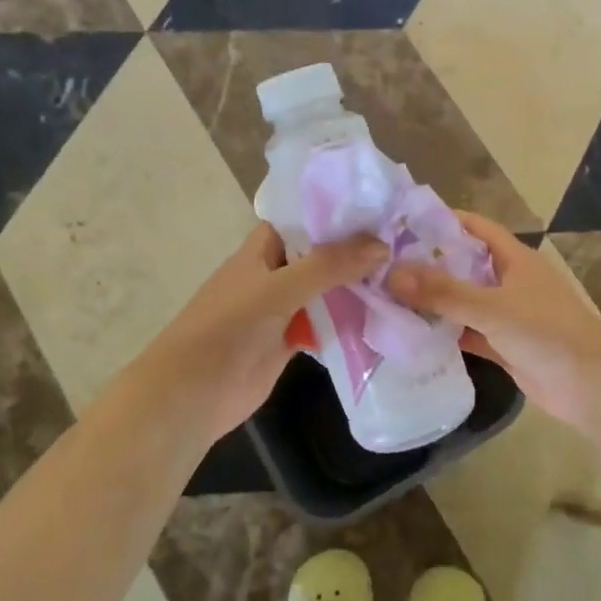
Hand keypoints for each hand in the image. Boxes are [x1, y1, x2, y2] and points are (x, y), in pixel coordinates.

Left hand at [134, 224, 387, 439]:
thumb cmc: (228, 328)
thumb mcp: (279, 288)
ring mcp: (283, 308)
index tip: (381, 206)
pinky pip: (326, 322)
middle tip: (407, 242)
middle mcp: (274, 273)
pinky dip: (350, 319)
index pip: (304, 218)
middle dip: (356, 250)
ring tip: (405, 274)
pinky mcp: (291, 340)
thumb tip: (383, 245)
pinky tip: (385, 314)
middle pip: (320, 255)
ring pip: (326, 289)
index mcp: (262, 249)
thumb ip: (329, 265)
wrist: (193, 394)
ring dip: (356, 286)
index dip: (338, 212)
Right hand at [385, 212, 600, 432]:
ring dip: (433, 300)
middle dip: (428, 262)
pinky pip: (467, 332)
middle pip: (463, 264)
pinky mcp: (504, 345)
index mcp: (514, 259)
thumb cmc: (547, 333)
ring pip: (463, 300)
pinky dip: (444, 332)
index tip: (400, 221)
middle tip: (382, 262)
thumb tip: (392, 273)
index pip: (474, 227)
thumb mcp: (493, 308)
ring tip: (387, 295)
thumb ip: (444, 292)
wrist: (592, 387)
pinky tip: (412, 333)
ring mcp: (507, 315)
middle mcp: (510, 281)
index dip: (441, 220)